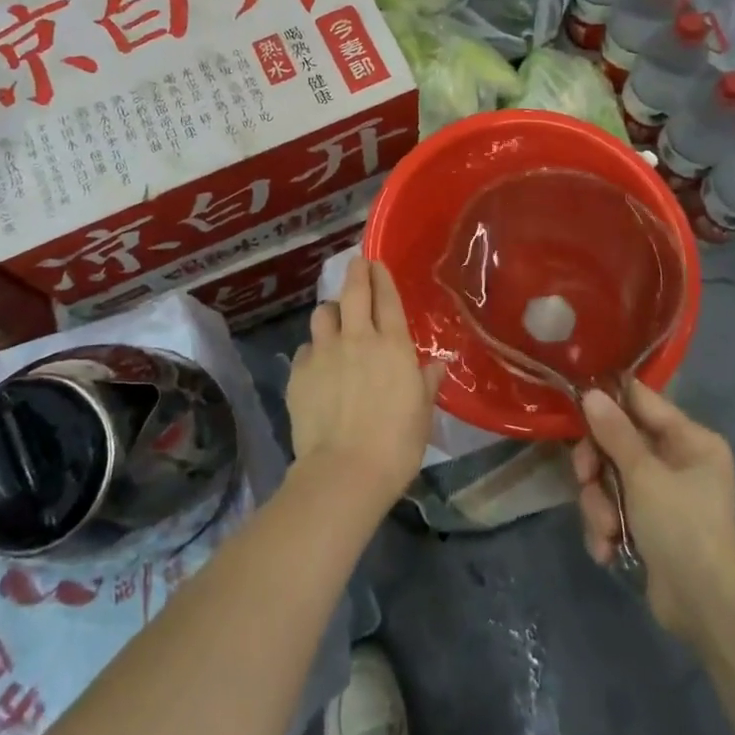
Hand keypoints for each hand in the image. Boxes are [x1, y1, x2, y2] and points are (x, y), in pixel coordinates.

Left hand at [287, 258, 444, 512]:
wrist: (345, 470)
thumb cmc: (396, 444)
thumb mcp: (422, 413)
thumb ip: (426, 383)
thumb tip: (436, 366)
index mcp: (393, 345)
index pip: (387, 298)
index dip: (381, 277)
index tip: (376, 263)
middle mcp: (357, 338)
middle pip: (353, 292)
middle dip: (356, 272)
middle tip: (357, 265)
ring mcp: (324, 353)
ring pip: (323, 314)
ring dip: (331, 312)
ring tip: (335, 321)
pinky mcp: (299, 372)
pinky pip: (306, 349)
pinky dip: (313, 350)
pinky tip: (318, 365)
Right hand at [572, 384, 734, 641]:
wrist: (707, 610)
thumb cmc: (683, 528)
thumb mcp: (644, 476)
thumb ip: (615, 432)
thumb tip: (591, 392)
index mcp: (690, 440)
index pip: (640, 401)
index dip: (608, 402)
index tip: (575, 407)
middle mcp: (677, 461)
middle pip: (617, 442)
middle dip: (597, 467)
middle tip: (585, 479)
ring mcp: (661, 494)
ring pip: (609, 478)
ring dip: (599, 504)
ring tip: (606, 530)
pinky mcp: (647, 524)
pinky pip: (612, 509)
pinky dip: (605, 528)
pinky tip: (608, 550)